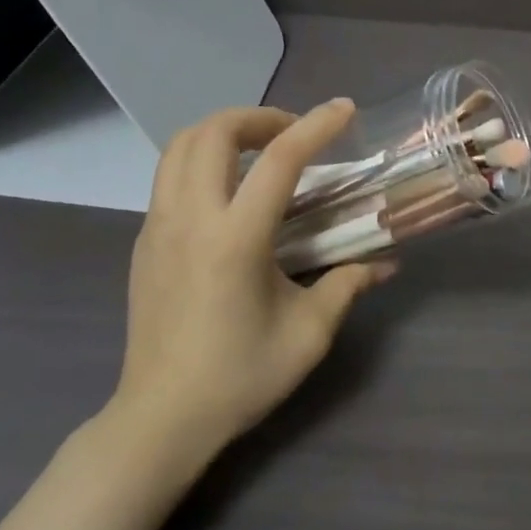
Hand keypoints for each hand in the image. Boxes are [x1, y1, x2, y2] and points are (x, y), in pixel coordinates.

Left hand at [111, 99, 395, 445]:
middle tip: (292, 134)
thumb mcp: (308, 333)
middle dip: (258, 117)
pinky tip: (228, 192)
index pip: (280, 160)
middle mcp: (191, 219)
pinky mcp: (144, 241)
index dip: (316, 126)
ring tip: (258, 151)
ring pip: (179, 146)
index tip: (344, 109)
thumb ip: (348, 284)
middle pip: (213, 132)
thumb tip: (386, 262)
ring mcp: (158, 226)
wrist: (160, 419)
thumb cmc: (239, 376)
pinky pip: (168, 175)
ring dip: (222, 132)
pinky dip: (201, 160)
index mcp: (235, 238)